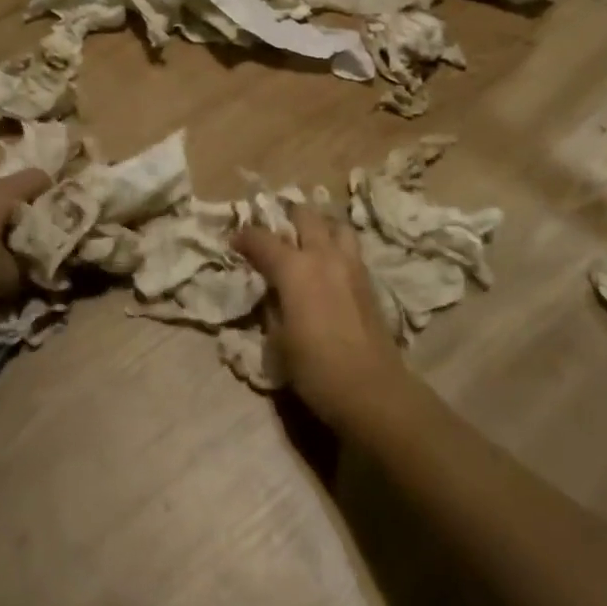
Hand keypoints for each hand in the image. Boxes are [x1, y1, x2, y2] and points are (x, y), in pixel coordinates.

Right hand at [234, 205, 409, 426]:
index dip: (245, 237)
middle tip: (275, 232)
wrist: (372, 389)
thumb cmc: (315, 368)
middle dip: (286, 217)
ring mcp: (351, 264)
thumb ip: (271, 307)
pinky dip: (336, 246)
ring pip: (336, 225)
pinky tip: (329, 266)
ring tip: (308, 241)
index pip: (263, 239)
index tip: (234, 242)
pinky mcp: (369, 280)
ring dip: (319, 226)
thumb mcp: (278, 340)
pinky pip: (350, 248)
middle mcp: (324, 255)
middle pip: (305, 216)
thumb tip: (271, 293)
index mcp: (294, 269)